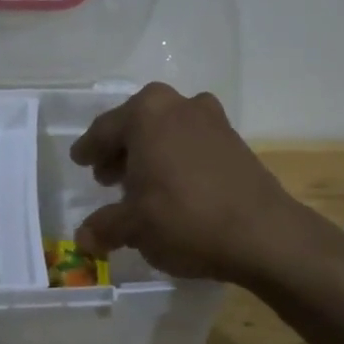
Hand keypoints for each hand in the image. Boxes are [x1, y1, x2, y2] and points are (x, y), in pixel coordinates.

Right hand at [69, 83, 317, 285]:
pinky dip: (176, 158)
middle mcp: (179, 104)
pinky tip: (173, 188)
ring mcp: (212, 119)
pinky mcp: (235, 140)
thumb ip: (104, 227)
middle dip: (120, 150)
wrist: (264, 234)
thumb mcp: (134, 227)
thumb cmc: (185, 220)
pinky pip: (192, 142)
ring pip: (167, 131)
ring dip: (150, 153)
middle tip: (107, 177)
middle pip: (137, 124)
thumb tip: (84, 238)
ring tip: (140, 185)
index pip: (105, 130)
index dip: (89, 149)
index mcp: (147, 113)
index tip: (80, 160)